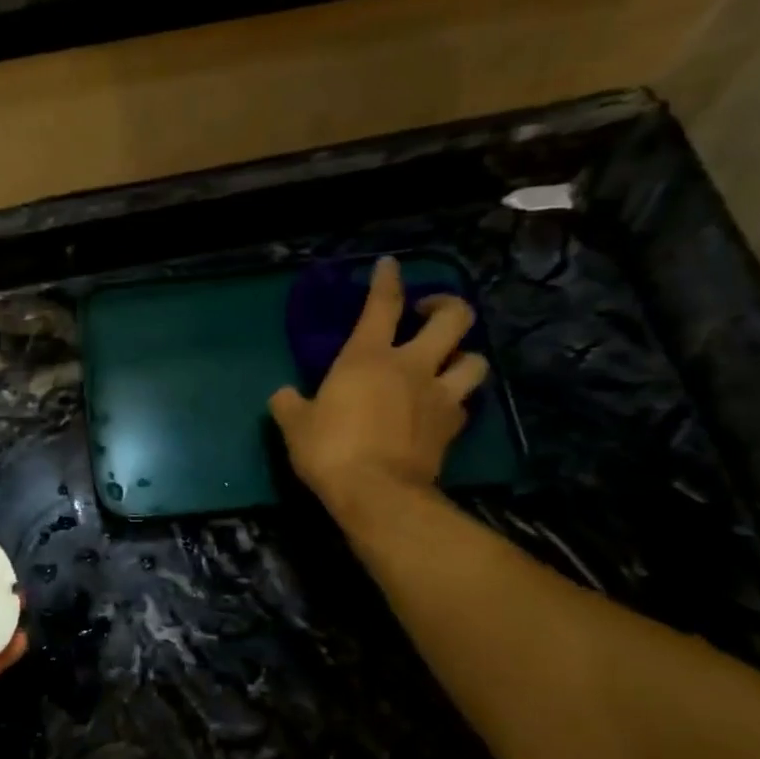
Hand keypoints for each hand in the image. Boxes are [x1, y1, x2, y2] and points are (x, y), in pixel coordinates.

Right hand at [268, 257, 488, 519]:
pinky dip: (455, 401)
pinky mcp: (451, 427)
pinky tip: (441, 408)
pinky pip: (464, 404)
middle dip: (446, 306)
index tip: (389, 266)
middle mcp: (412, 366)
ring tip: (447, 362)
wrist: (378, 493)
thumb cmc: (330, 450)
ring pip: (474, 360)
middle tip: (428, 313)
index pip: (382, 306)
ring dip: (464, 355)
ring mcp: (438, 396)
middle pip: (453, 319)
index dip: (387, 281)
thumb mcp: (295, 426)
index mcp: (367, 358)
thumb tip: (284, 395)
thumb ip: (290, 404)